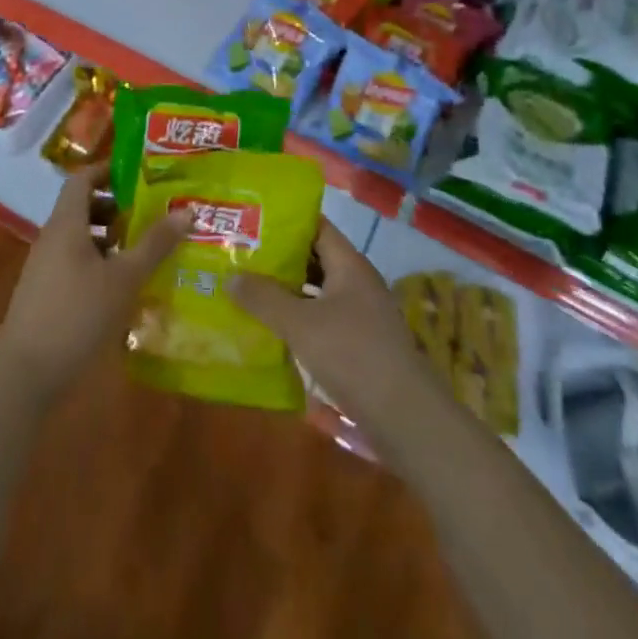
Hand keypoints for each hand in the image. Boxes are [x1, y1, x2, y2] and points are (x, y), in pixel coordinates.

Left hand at [0, 163, 189, 401]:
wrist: (24, 373)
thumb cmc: (76, 314)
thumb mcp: (124, 278)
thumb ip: (154, 244)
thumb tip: (186, 211)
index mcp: (66, 223)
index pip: (82, 178)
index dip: (107, 170)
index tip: (138, 174)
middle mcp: (52, 238)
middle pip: (82, 207)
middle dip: (116, 207)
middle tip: (150, 213)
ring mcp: (46, 267)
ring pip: (80, 238)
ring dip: (110, 238)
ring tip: (143, 250)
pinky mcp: (46, 294)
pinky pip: (75, 263)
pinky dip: (99, 263)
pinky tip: (123, 286)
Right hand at [229, 219, 439, 434]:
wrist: (406, 418)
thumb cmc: (353, 355)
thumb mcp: (300, 324)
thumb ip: (264, 298)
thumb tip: (230, 276)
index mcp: (349, 264)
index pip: (316, 226)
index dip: (286, 221)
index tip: (252, 222)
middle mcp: (358, 282)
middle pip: (315, 258)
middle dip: (281, 258)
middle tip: (242, 256)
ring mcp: (362, 314)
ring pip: (319, 291)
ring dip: (289, 291)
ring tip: (250, 290)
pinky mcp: (361, 344)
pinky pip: (325, 318)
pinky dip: (301, 319)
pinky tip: (275, 329)